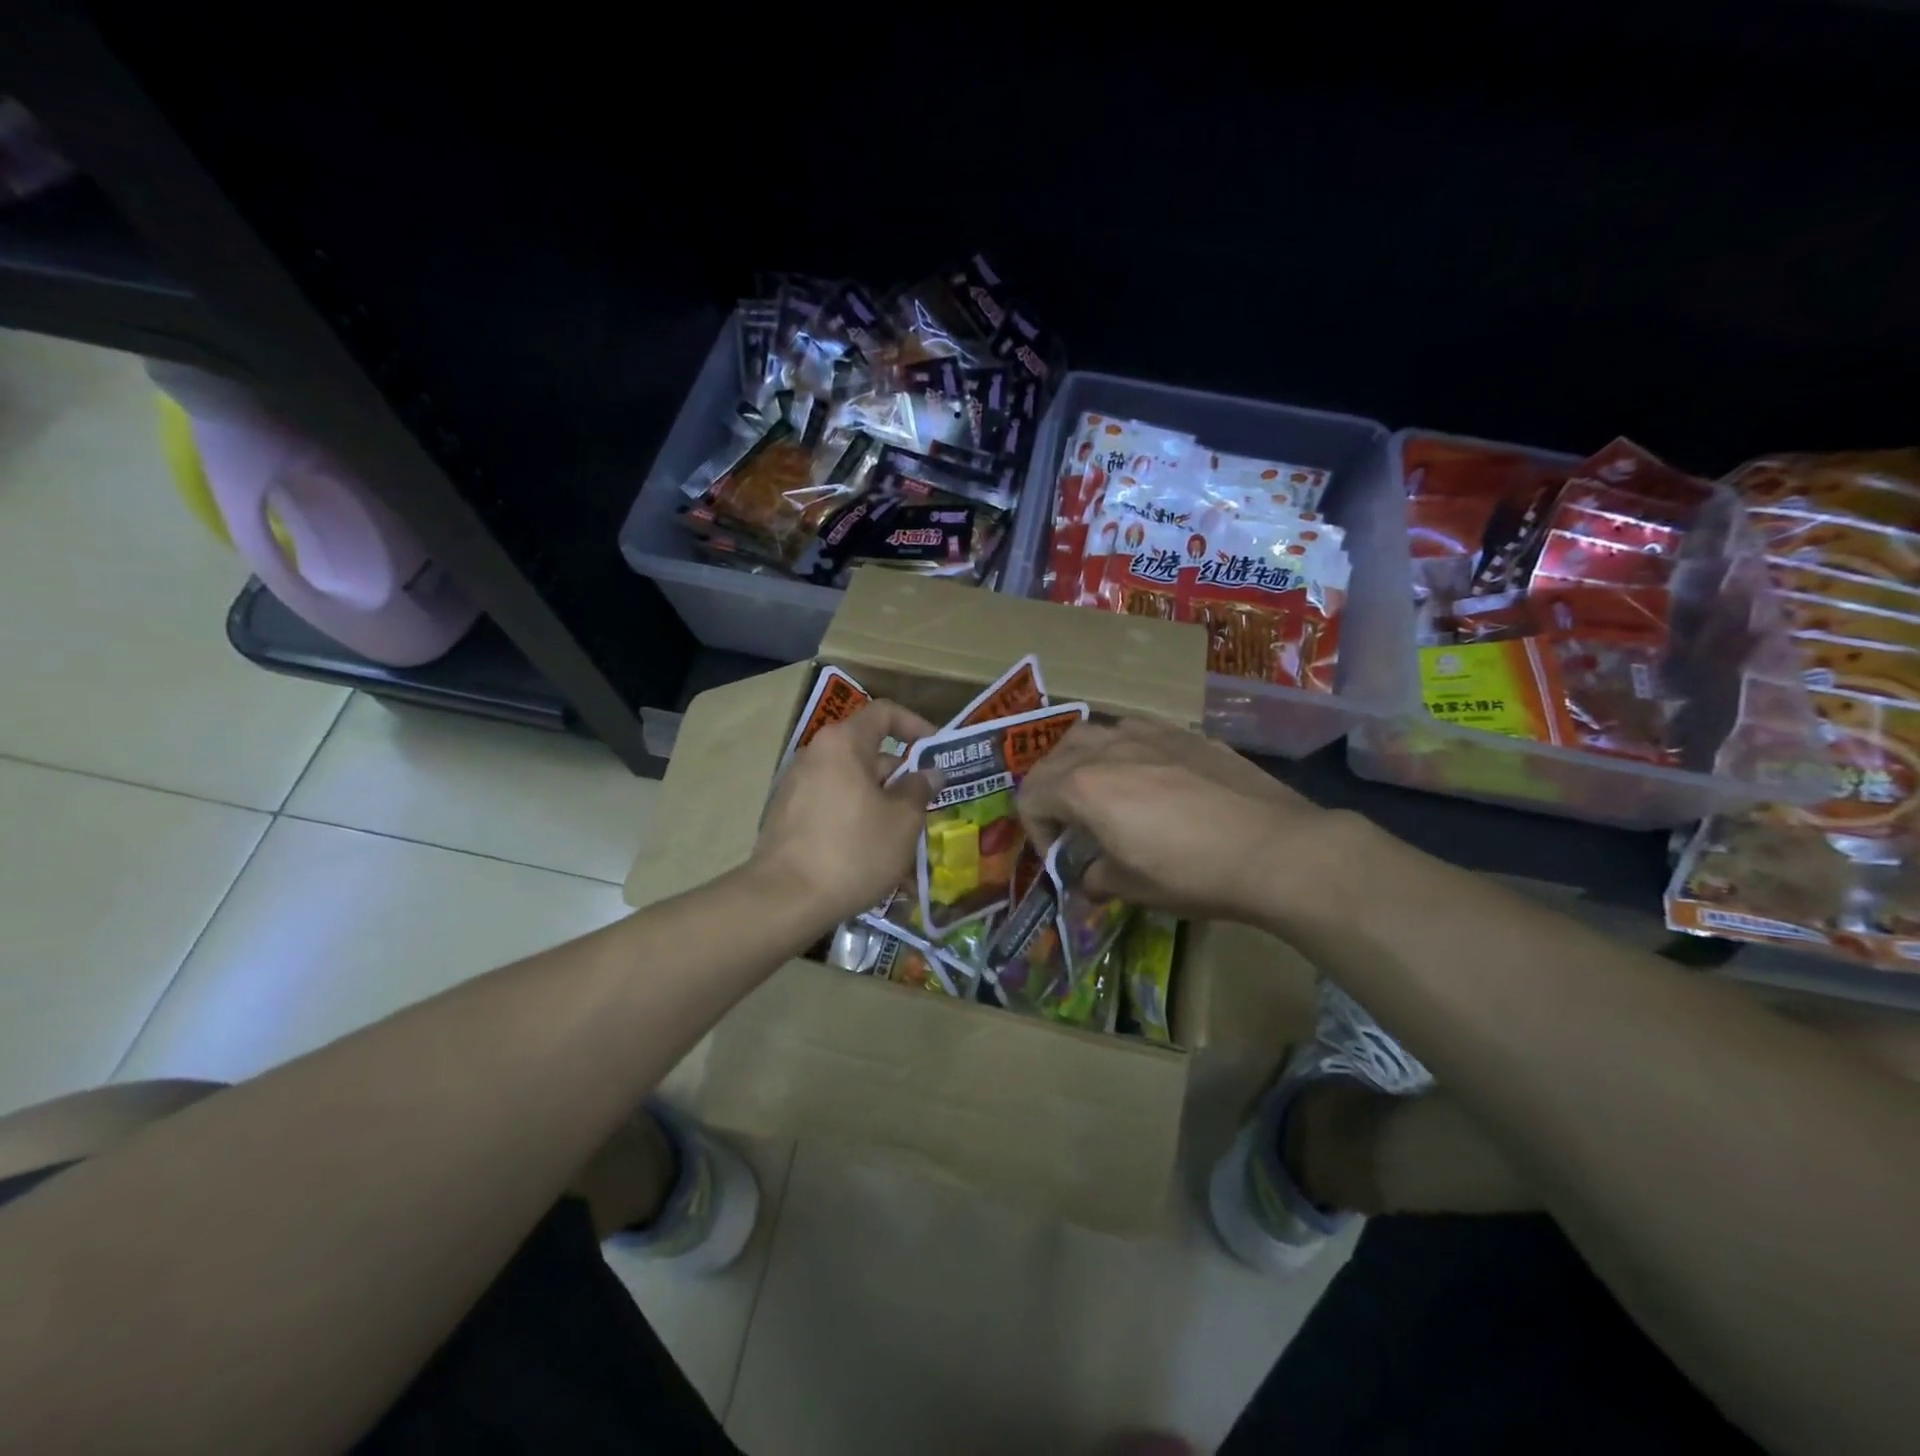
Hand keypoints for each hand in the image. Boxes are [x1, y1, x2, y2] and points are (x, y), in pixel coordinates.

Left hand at [753, 700, 940, 927]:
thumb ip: (919, 790)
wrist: (785, 899)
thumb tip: (928, 774)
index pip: (885, 713)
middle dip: (900, 775)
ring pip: (851, 782)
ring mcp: (797, 785)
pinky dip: (855, 817)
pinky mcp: (787, 815)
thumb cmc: (853, 851)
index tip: (937, 751)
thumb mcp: (902, 822)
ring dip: (880, 801)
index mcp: (843, 743)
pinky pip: (832, 804)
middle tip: (926, 804)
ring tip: (903, 835)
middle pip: (867, 751)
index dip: (916, 725)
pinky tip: (871, 851)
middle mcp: (816, 755)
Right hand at [1017, 718, 1357, 923]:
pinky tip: (1145, 775)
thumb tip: (1089, 879)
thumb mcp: (1133, 888)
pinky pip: (1133, 730)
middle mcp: (1107, 750)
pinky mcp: (1183, 733)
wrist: (1275, 848)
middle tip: (1068, 824)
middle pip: (1052, 758)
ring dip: (1079, 761)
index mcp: (1083, 787)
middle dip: (1049, 792)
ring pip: (1090, 732)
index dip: (1035, 831)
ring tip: (1098, 790)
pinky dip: (1121, 750)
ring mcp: (1147, 734)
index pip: (1031, 797)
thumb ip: (1097, 878)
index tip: (1059, 857)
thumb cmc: (1193, 873)